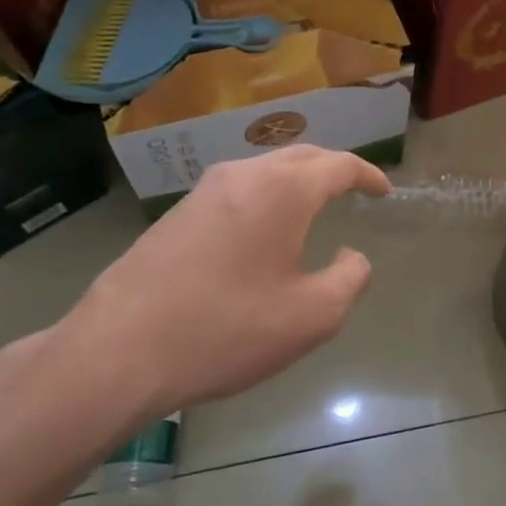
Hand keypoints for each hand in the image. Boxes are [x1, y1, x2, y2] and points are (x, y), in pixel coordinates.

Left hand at [58, 146, 389, 426]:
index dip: (368, 175)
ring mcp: (204, 191)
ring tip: (314, 204)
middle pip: (301, 156)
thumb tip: (351, 256)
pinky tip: (265, 228)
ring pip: (264, 169)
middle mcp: (243, 175)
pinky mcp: (177, 213)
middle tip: (354, 188)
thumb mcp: (313, 315)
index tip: (385, 191)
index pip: (338, 165)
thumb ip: (350, 278)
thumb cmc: (228, 329)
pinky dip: (266, 196)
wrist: (120, 349)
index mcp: (283, 190)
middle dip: (333, 168)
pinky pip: (237, 190)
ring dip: (296, 180)